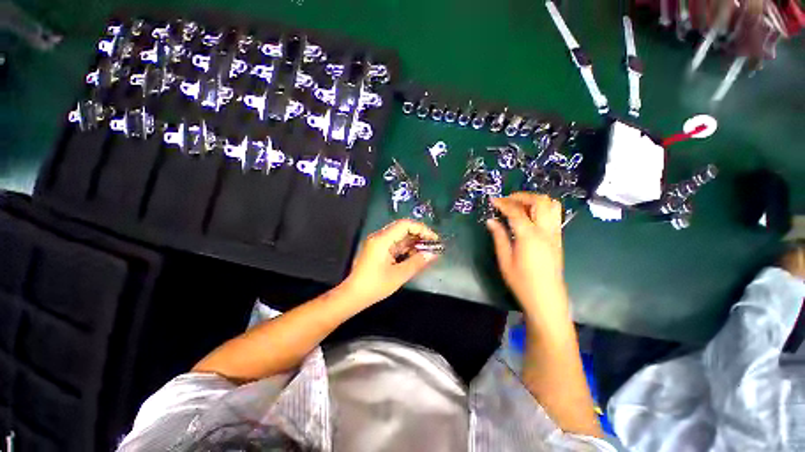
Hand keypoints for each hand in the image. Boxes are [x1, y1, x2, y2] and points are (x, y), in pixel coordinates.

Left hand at [342, 219, 439, 304]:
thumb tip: (433, 254)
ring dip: (413, 242)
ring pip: (399, 236)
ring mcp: (377, 243)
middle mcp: (379, 237)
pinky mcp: (378, 250)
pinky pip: (394, 244)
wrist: (353, 295)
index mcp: (382, 240)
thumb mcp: (399, 275)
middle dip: (419, 235)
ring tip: (427, 251)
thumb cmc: (375, 286)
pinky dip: (406, 248)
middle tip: (432, 245)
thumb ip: (417, 262)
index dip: (421, 229)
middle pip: (402, 228)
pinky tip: (415, 255)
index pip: (405, 224)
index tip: (434, 239)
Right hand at [485, 193, 565, 311]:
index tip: (493, 200)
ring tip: (520, 205)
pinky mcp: (558, 238)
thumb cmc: (522, 281)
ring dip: (535, 200)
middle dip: (522, 196)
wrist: (546, 298)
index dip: (503, 203)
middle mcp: (545, 231)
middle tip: (507, 200)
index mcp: (529, 236)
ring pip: (552, 205)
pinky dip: (542, 208)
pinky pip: (554, 215)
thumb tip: (491, 221)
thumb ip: (499, 237)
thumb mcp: (505, 260)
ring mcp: (555, 234)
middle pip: (540, 201)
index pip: (516, 211)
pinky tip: (530, 216)